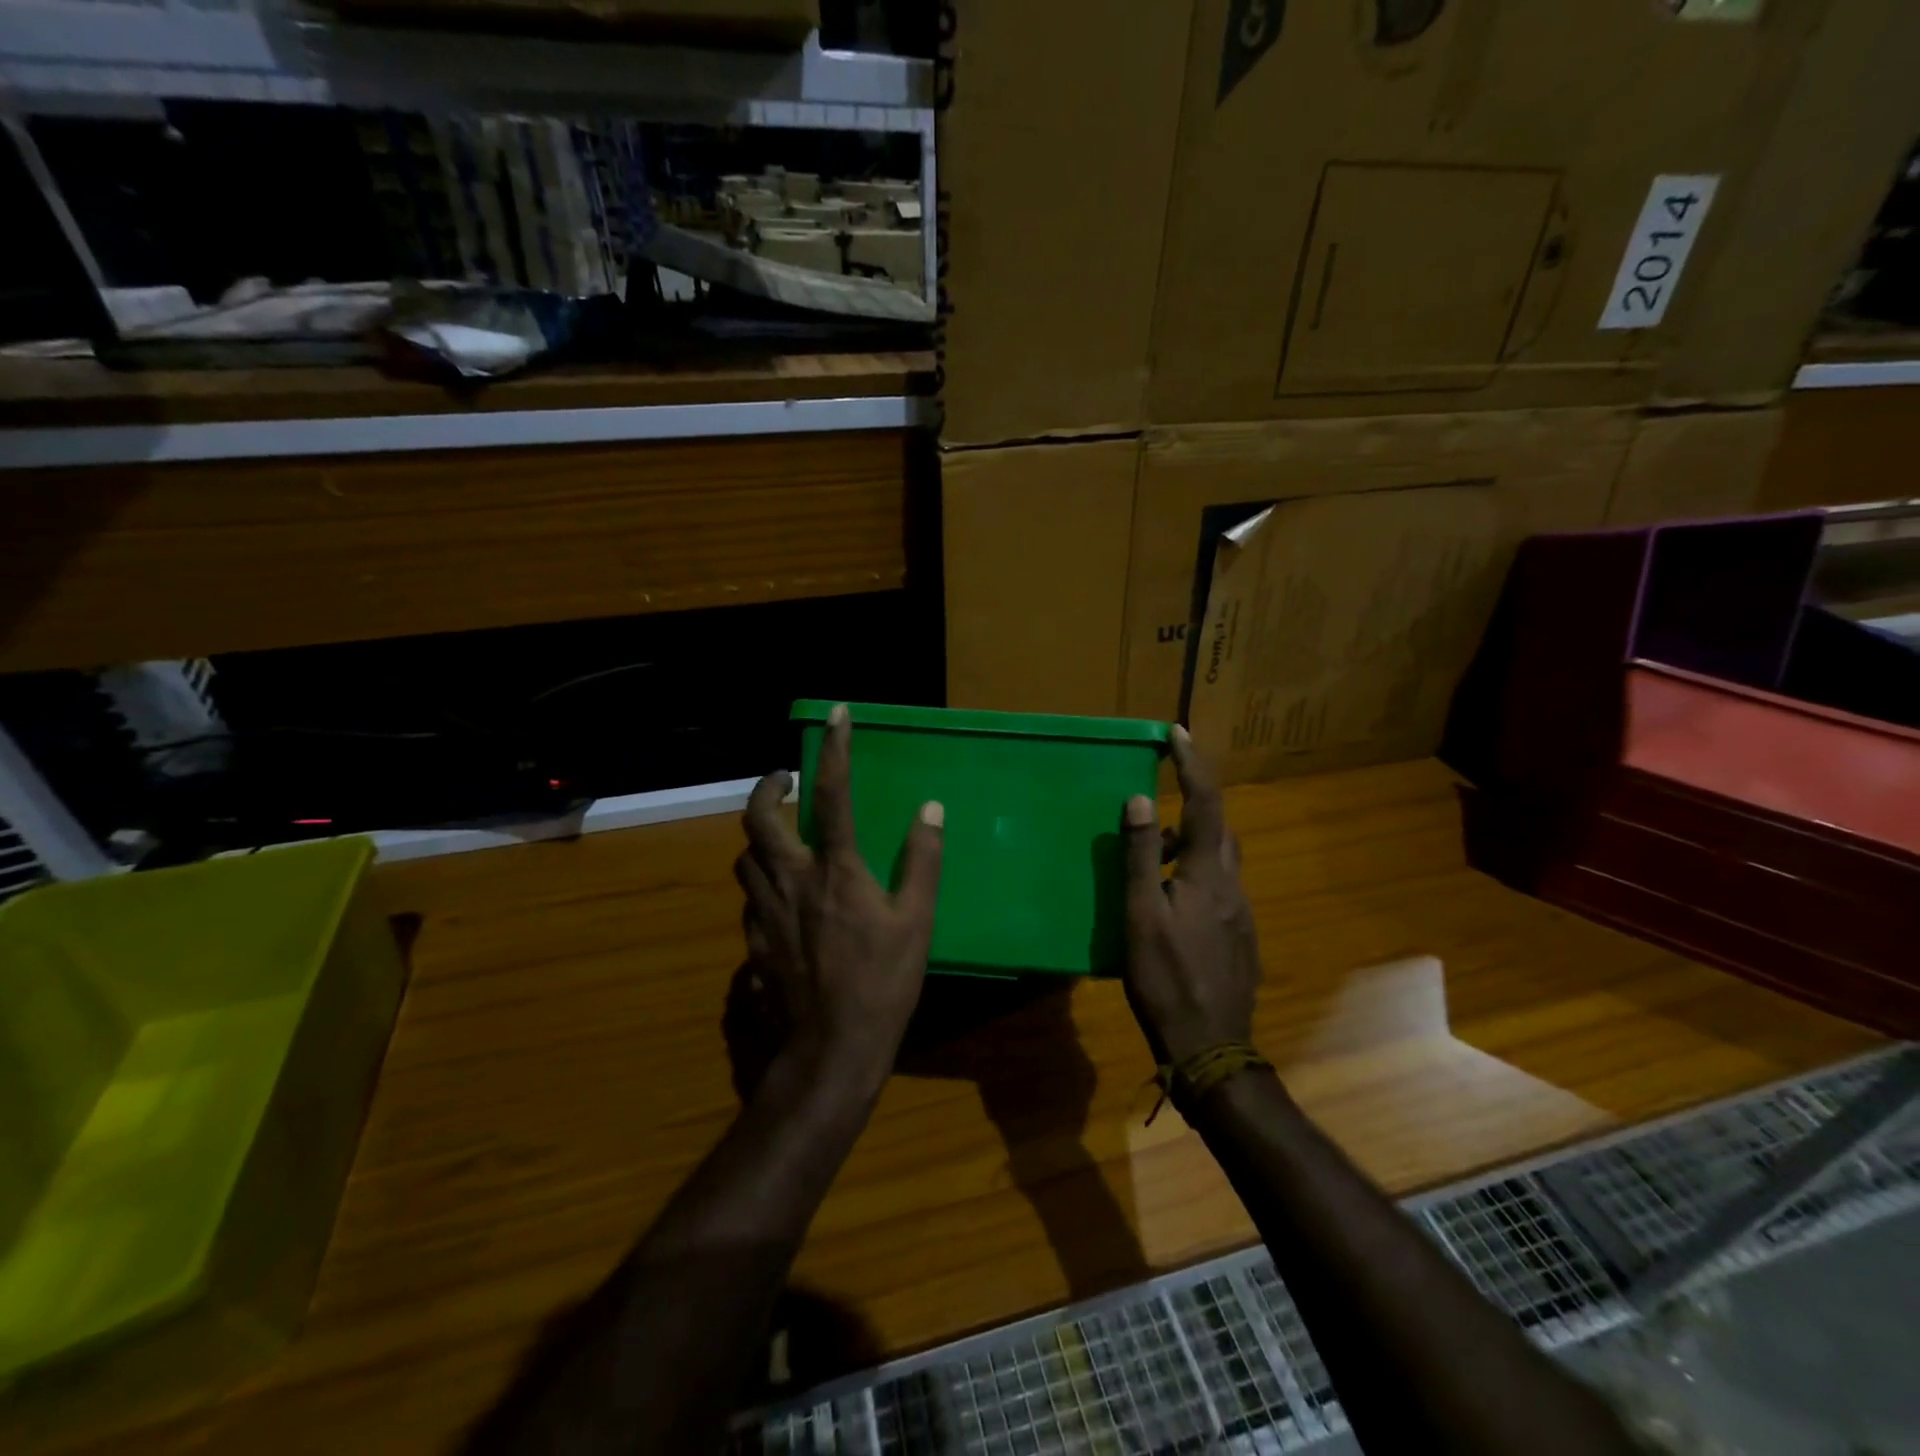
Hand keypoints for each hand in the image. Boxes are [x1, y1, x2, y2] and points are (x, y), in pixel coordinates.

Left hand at [736, 704, 943, 1102]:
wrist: (830, 1051)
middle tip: (782, 779)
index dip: (833, 749)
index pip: (832, 795)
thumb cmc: (882, 984)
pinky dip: (760, 882)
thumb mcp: (917, 922)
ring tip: (781, 836)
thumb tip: (930, 809)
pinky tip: (779, 896)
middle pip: (758, 819)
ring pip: (745, 857)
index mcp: (836, 871)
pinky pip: (749, 897)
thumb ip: (922, 861)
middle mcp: (791, 881)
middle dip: (766, 788)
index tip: (836, 714)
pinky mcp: (753, 943)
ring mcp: (765, 913)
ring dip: (760, 836)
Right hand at [1120, 727, 1261, 1065]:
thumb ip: (1139, 857)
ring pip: (1218, 862)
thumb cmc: (1166, 979)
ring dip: (1190, 846)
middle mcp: (1233, 887)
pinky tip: (1169, 906)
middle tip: (1157, 804)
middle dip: (1193, 805)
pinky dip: (1194, 878)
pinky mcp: (1239, 940)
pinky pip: (1218, 891)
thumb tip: (1141, 799)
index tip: (1178, 732)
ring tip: (1150, 861)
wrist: (1212, 1048)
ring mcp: (1241, 916)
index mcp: (1208, 875)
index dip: (1193, 765)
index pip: (1205, 804)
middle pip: (1218, 830)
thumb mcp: (1141, 916)